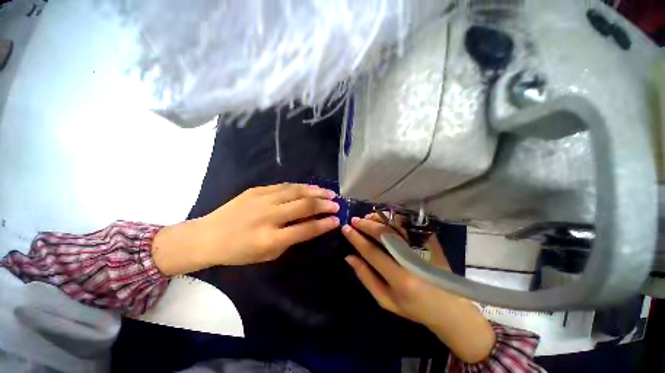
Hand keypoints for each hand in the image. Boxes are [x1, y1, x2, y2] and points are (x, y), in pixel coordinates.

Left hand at [152, 183, 339, 274]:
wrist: (208, 236)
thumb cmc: (239, 251)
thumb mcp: (268, 254)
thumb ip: (291, 239)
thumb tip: (311, 225)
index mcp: (270, 239)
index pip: (305, 229)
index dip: (324, 224)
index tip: (337, 220)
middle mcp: (268, 216)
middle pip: (304, 206)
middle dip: (324, 204)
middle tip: (336, 203)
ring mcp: (262, 200)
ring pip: (296, 191)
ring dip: (315, 192)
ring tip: (328, 192)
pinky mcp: (256, 190)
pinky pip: (284, 186)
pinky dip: (300, 187)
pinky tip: (309, 188)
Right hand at [342, 215, 495, 363]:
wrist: (450, 307)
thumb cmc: (414, 308)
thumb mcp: (386, 300)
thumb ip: (366, 277)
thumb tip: (349, 257)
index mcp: (400, 279)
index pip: (372, 252)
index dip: (356, 239)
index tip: (345, 229)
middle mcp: (413, 260)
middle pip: (384, 234)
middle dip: (366, 225)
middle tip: (354, 220)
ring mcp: (424, 248)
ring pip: (397, 225)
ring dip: (379, 218)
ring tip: (367, 218)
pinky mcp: (431, 241)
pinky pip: (408, 224)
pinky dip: (393, 218)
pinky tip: (384, 219)